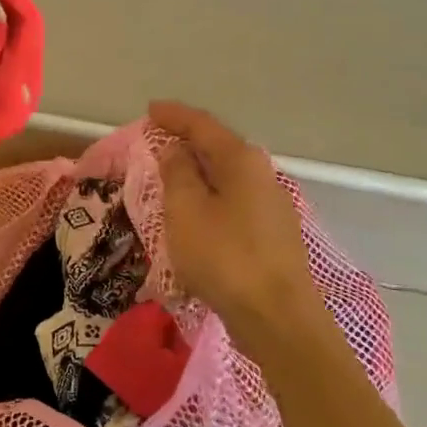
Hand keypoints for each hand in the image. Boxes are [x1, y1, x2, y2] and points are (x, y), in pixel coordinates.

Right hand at [151, 101, 322, 343]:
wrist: (277, 317)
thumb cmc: (224, 257)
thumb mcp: (186, 210)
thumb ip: (177, 173)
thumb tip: (176, 149)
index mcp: (241, 160)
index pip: (203, 125)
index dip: (174, 116)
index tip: (150, 110)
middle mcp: (262, 174)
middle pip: (219, 146)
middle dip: (187, 140)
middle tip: (157, 139)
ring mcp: (271, 204)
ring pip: (227, 175)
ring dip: (198, 170)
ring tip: (171, 173)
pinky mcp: (271, 233)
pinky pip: (233, 199)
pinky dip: (210, 194)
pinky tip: (197, 208)